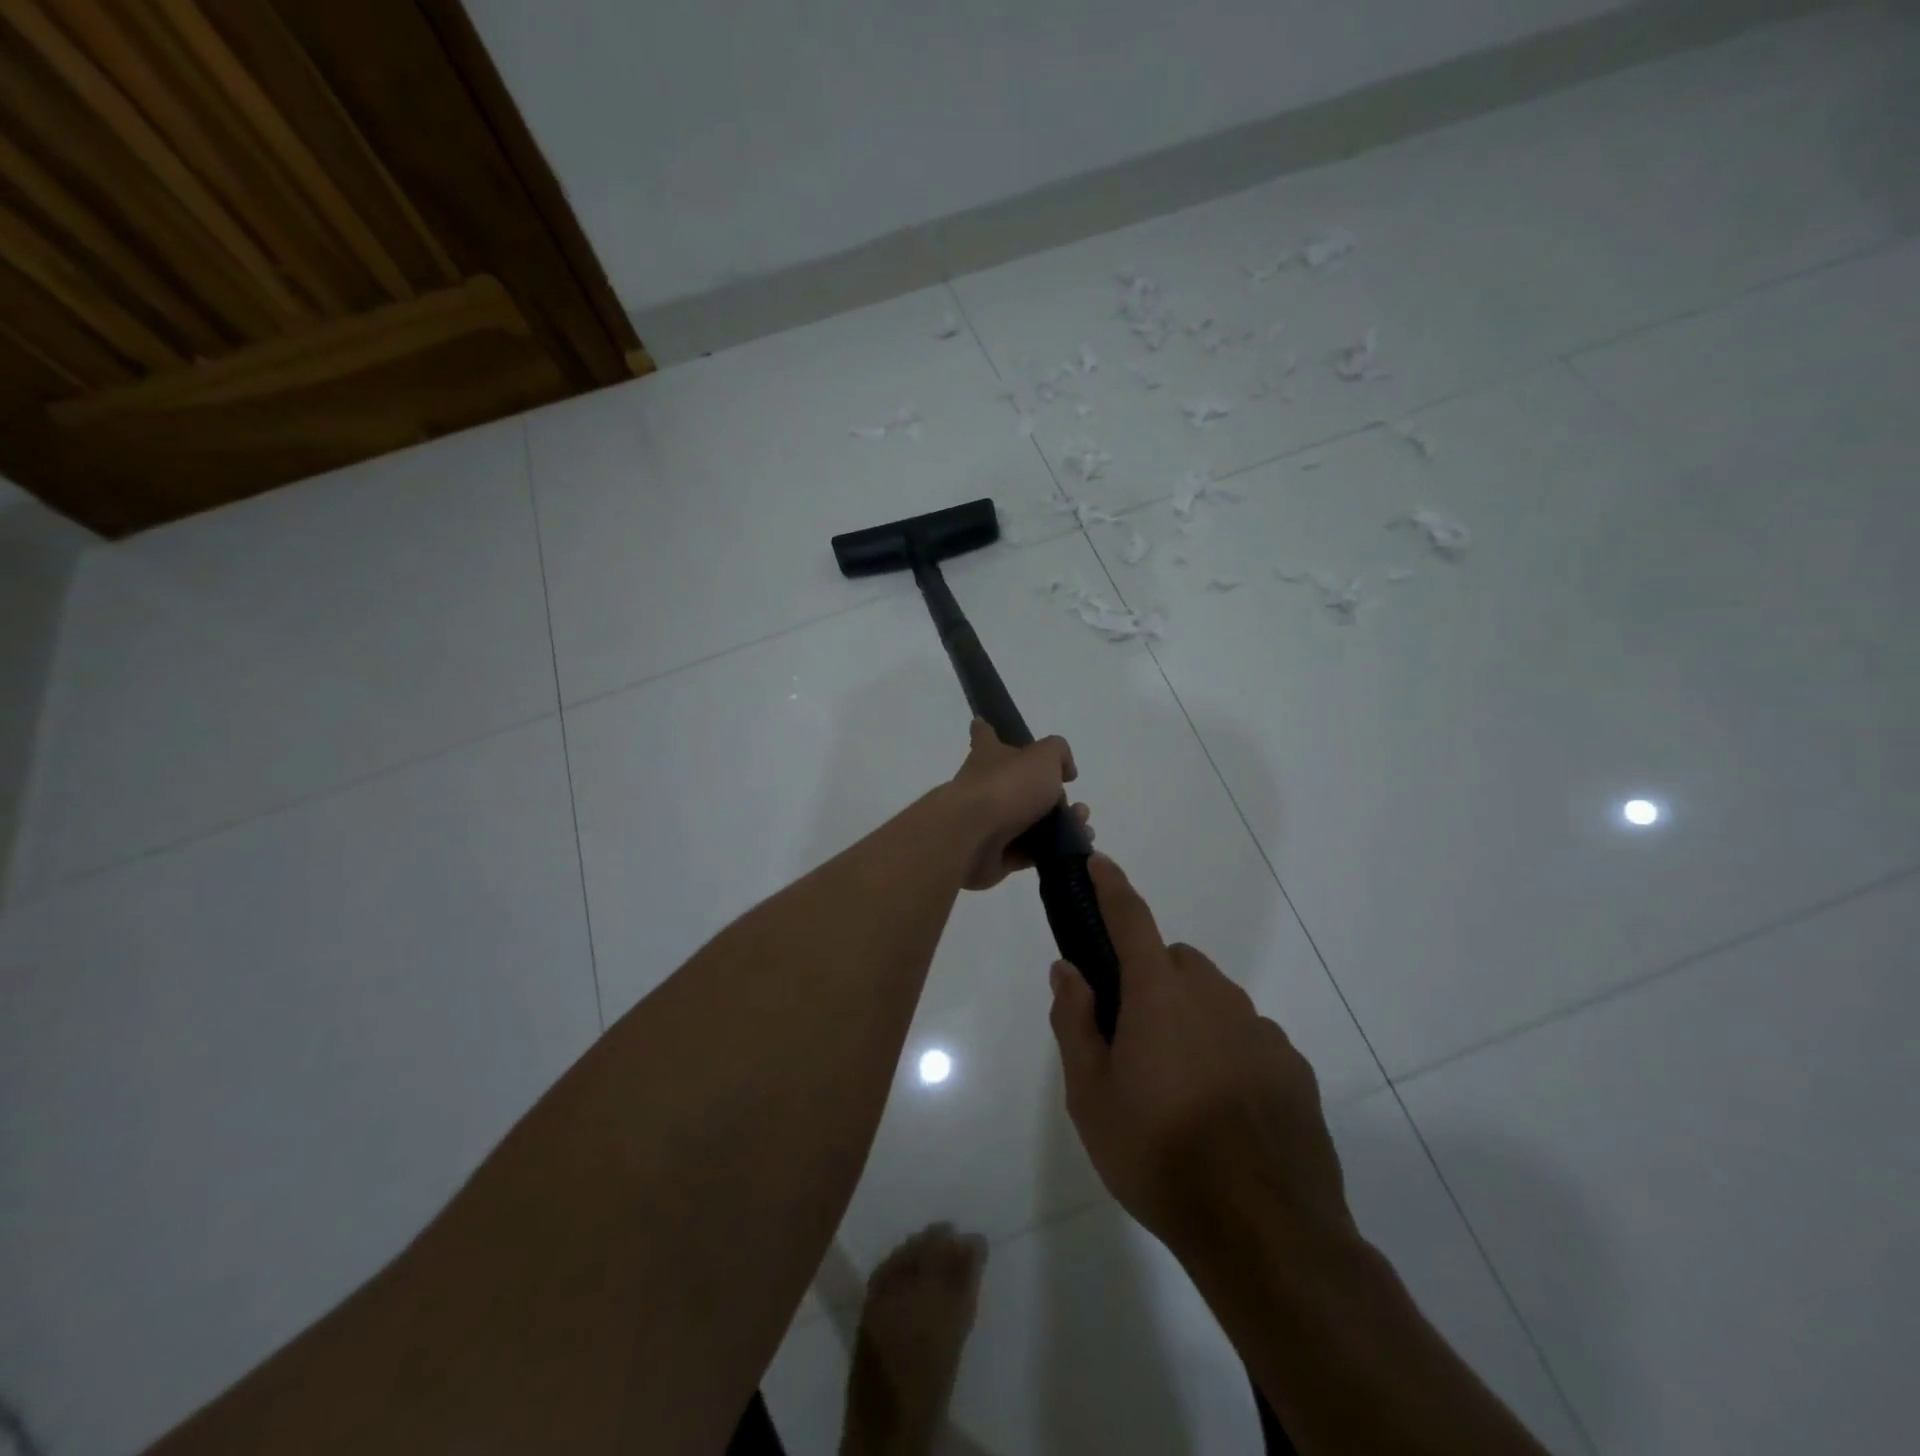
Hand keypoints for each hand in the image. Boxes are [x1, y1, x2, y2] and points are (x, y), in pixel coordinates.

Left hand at [947, 718, 1089, 891]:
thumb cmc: (1005, 786)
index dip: (986, 730)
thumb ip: (1058, 754)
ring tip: (1084, 827)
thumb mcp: (1043, 757)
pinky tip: (1076, 848)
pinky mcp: (995, 855)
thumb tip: (1065, 769)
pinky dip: (1052, 850)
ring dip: (1061, 825)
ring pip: (1031, 822)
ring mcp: (988, 823)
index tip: (981, 722)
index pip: (985, 736)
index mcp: (988, 756)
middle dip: (1053, 795)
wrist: (973, 837)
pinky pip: (1030, 852)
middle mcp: (985, 787)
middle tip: (1078, 805)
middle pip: (1019, 786)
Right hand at [1047, 856, 1352, 1259]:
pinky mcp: (1293, 1065)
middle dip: (1152, 978)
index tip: (1099, 861)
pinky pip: (1248, 1035)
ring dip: (1190, 1016)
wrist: (1264, 1231)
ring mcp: (1259, 1029)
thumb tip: (1067, 970)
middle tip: (1135, 1035)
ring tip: (1180, 1085)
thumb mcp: (1091, 1097)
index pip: (1131, 920)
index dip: (1112, 886)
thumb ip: (1075, 1023)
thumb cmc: (1159, 1155)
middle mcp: (1214, 996)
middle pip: (1176, 961)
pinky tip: (1223, 1108)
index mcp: (1160, 995)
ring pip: (1214, 999)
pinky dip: (1227, 1049)